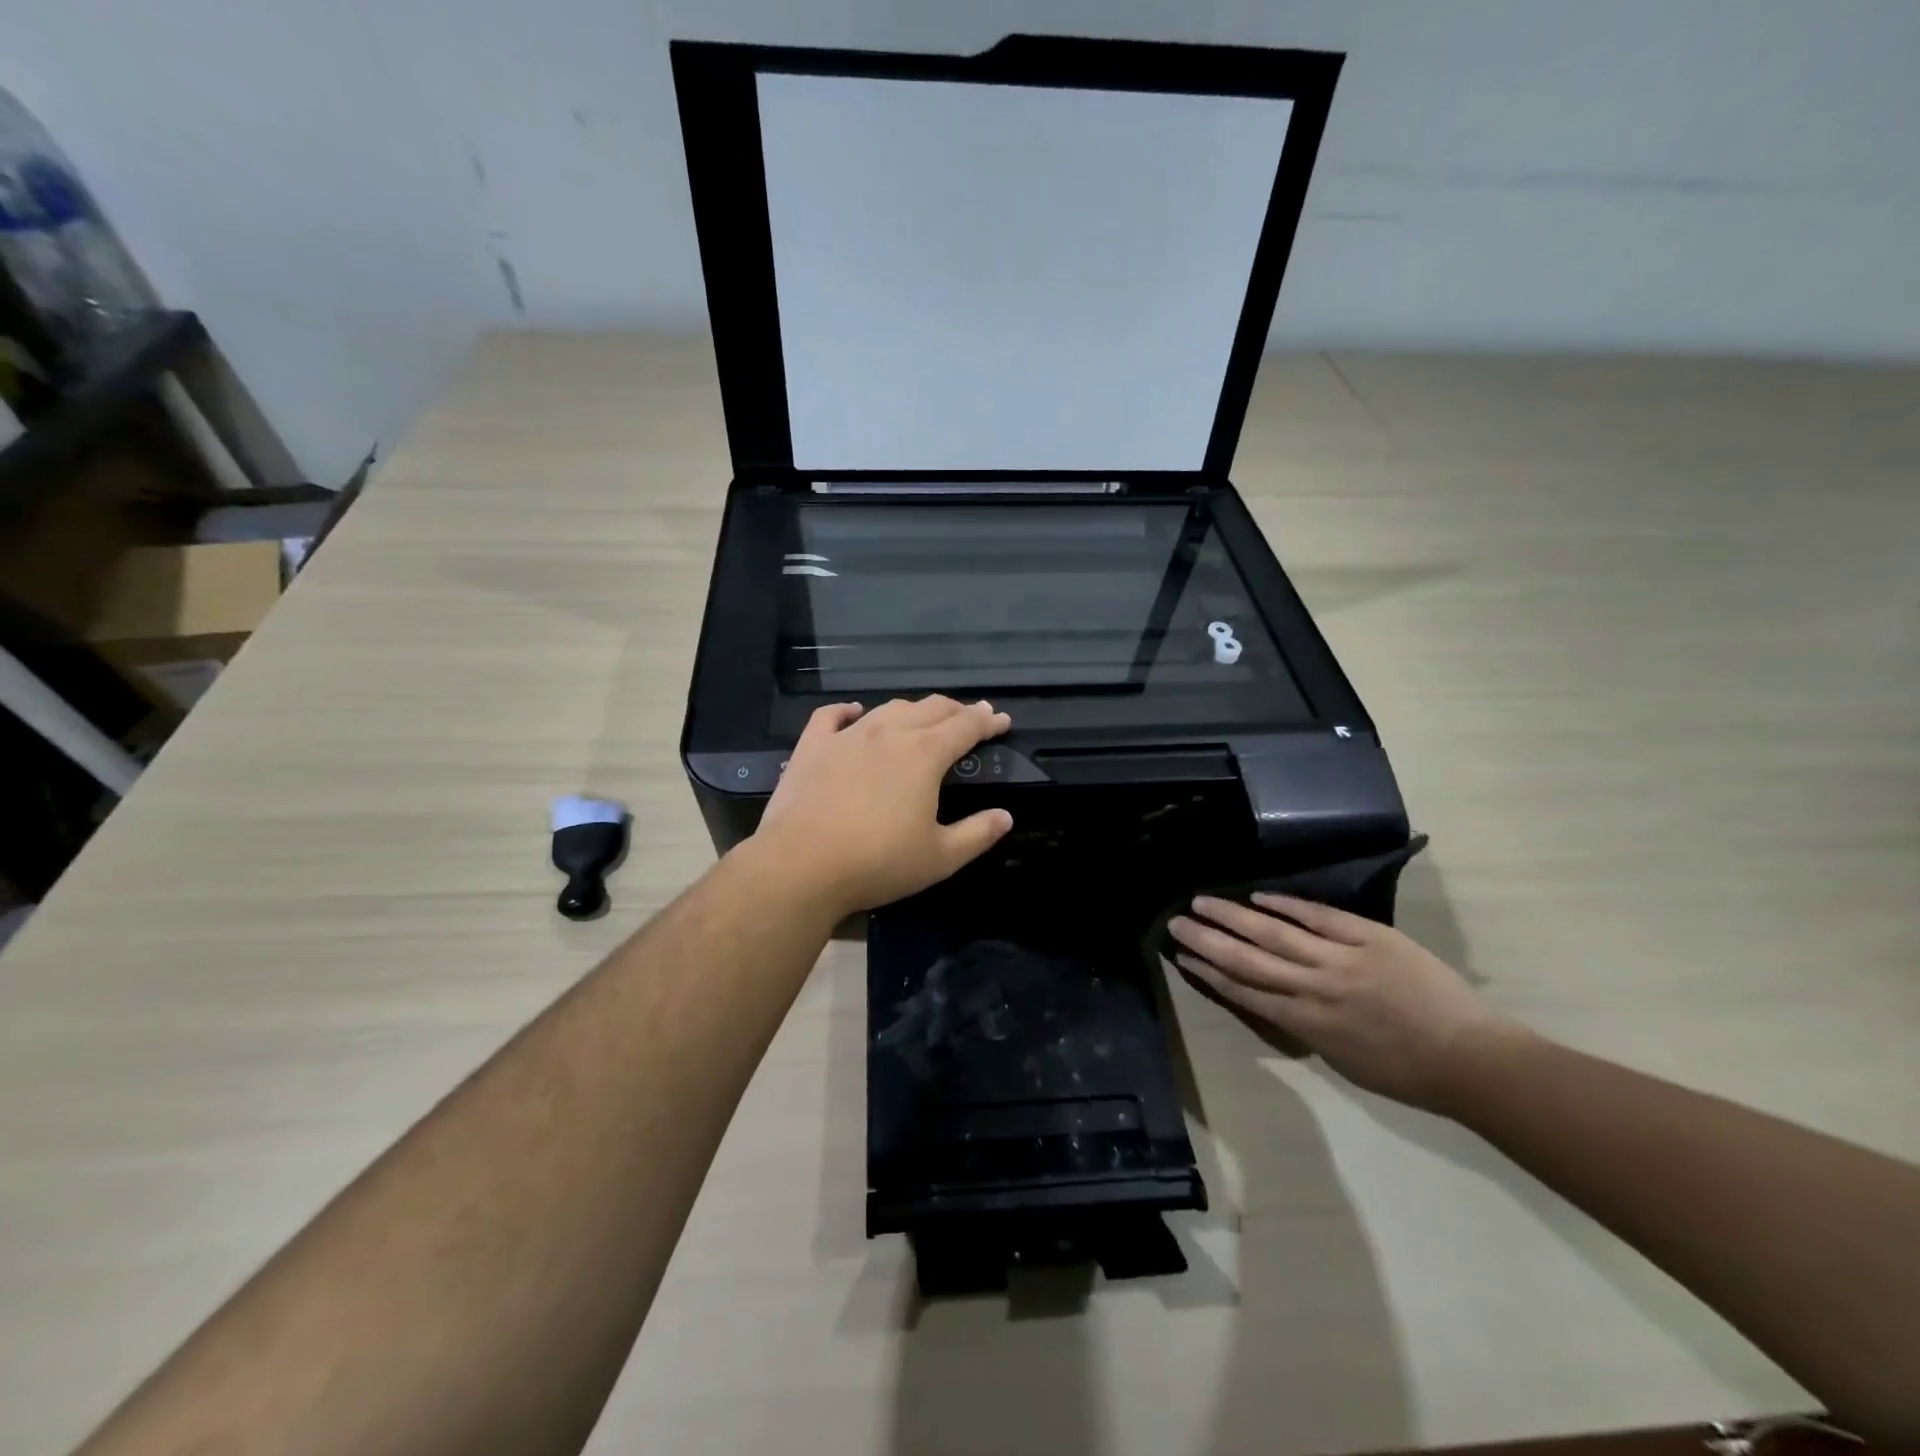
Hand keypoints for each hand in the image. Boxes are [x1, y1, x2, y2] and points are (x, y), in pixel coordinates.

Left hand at [748, 697, 1013, 917]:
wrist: (801, 866)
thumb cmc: (878, 863)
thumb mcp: (939, 858)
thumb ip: (977, 834)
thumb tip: (1005, 816)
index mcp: (925, 755)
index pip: (966, 726)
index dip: (988, 721)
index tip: (1002, 720)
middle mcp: (889, 733)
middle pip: (930, 708)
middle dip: (957, 710)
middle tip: (971, 717)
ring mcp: (847, 736)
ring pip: (888, 708)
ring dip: (913, 709)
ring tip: (923, 717)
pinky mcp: (812, 746)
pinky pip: (832, 715)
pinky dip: (848, 709)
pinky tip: (855, 711)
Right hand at [1167, 893, 1515, 1109]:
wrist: (1470, 1057)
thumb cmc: (1405, 1072)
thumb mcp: (1342, 1060)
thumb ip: (1304, 1025)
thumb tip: (1275, 997)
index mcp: (1306, 1022)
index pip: (1244, 990)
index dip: (1209, 972)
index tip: (1182, 957)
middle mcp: (1314, 987)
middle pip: (1247, 958)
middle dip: (1207, 940)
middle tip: (1176, 922)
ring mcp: (1341, 958)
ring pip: (1274, 931)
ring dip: (1233, 916)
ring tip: (1202, 901)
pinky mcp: (1368, 936)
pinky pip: (1318, 916)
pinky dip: (1285, 904)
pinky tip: (1257, 896)